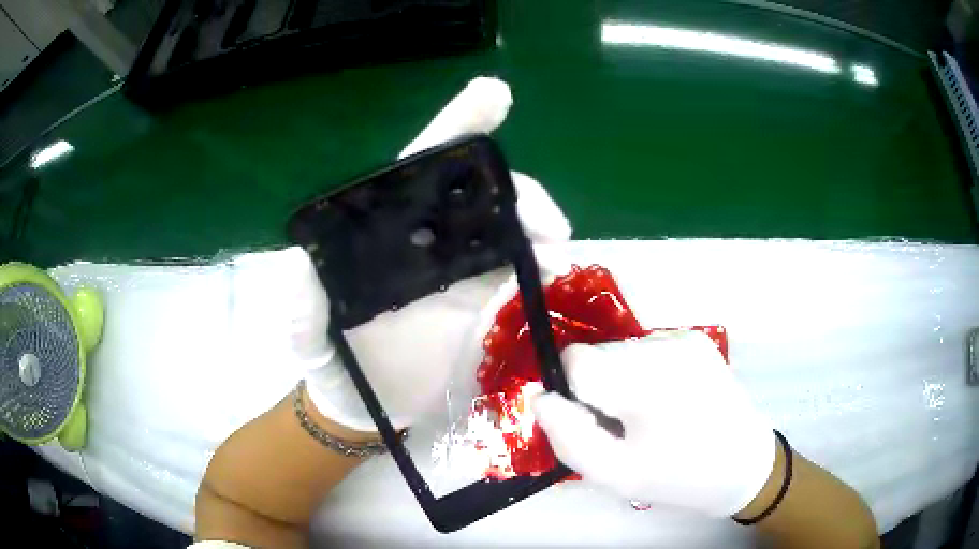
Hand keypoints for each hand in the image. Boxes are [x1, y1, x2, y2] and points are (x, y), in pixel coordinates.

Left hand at [291, 77, 571, 431]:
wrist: (366, 408)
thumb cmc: (333, 367)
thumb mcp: (307, 340)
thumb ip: (301, 310)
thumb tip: (299, 262)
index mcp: (381, 234)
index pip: (418, 169)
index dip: (454, 129)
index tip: (493, 96)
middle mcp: (422, 241)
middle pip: (474, 194)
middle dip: (514, 189)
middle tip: (546, 218)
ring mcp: (454, 270)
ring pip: (502, 228)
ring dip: (534, 227)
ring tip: (556, 243)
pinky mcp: (477, 301)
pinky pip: (513, 270)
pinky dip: (538, 263)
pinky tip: (552, 269)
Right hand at [532, 331, 774, 516]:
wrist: (745, 466)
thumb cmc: (680, 478)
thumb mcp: (616, 476)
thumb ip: (569, 438)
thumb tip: (541, 397)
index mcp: (646, 379)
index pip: (575, 360)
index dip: (573, 394)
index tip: (597, 425)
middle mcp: (664, 346)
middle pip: (598, 356)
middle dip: (597, 391)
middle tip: (624, 430)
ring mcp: (684, 339)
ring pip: (620, 353)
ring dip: (620, 382)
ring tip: (648, 419)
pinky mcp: (696, 341)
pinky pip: (647, 352)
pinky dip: (643, 375)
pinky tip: (667, 403)